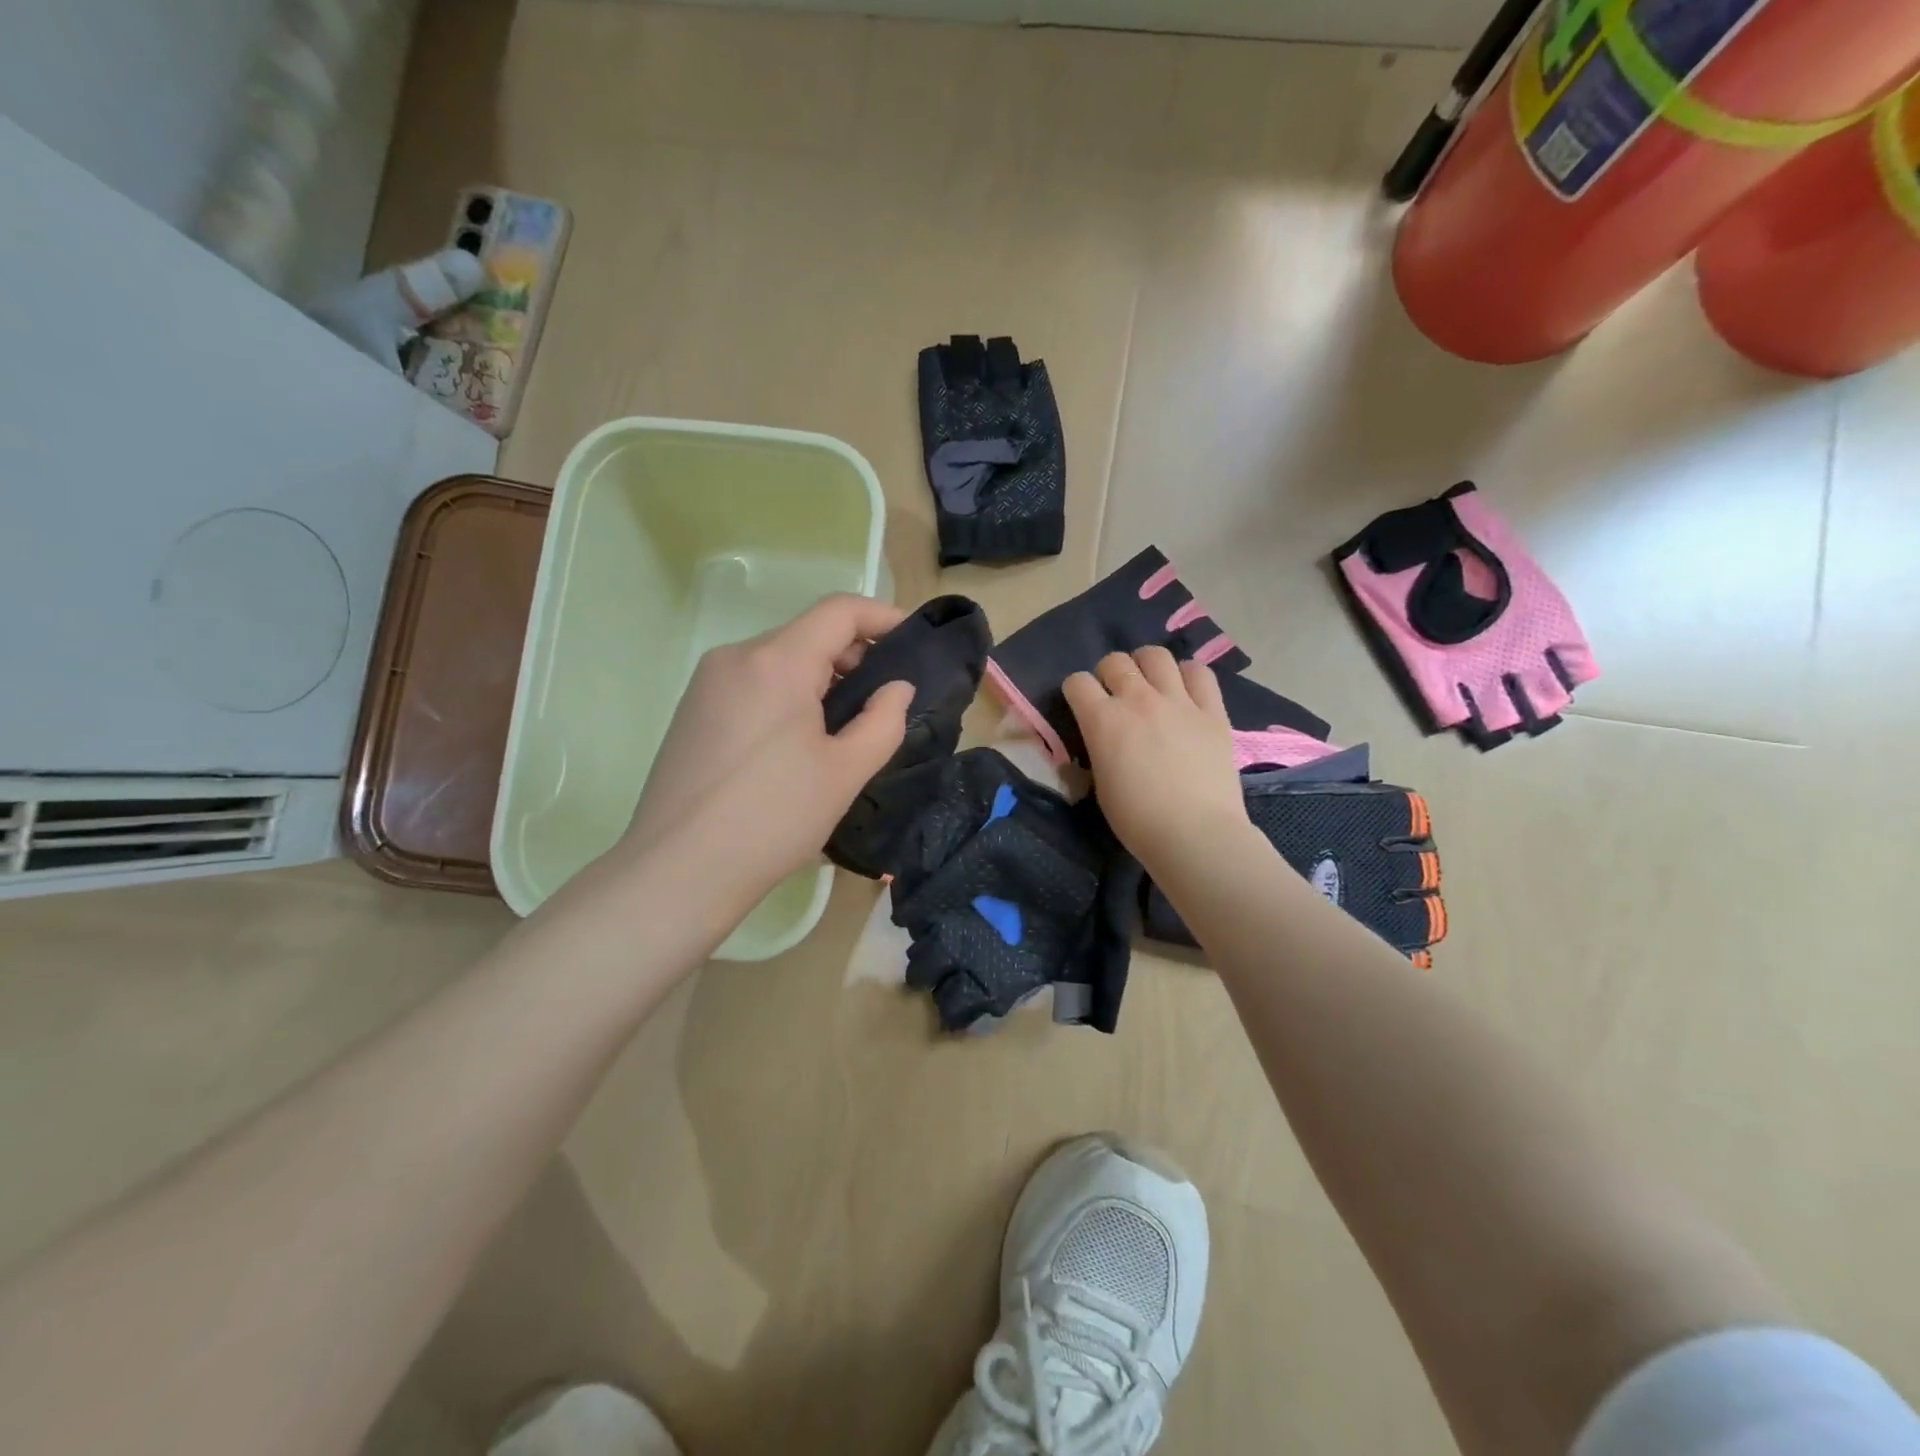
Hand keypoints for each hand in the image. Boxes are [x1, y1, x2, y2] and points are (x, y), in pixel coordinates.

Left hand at [618, 594, 913, 899]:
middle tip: (881, 702)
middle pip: (807, 634)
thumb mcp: (845, 772)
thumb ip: (884, 720)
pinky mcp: (692, 710)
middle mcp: (736, 657)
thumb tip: (896, 688)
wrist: (678, 870)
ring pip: (778, 659)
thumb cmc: (773, 818)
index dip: (882, 617)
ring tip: (841, 729)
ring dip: (819, 679)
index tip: (911, 644)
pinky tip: (795, 744)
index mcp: (777, 662)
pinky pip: (752, 683)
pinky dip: (786, 695)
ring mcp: (707, 683)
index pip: (839, 611)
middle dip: (853, 656)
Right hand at [1062, 648, 1249, 875]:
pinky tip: (1185, 691)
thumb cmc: (1137, 819)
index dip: (1076, 691)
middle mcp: (1138, 699)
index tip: (1082, 705)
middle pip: (1115, 661)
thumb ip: (1097, 749)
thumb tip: (1099, 740)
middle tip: (1116, 695)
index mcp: (1103, 720)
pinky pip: (1199, 673)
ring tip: (1150, 684)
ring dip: (1146, 666)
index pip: (1077, 682)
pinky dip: (1188, 675)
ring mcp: (1178, 701)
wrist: (1194, 833)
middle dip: (1109, 674)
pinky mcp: (1212, 710)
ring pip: (1156, 655)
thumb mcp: (1100, 783)